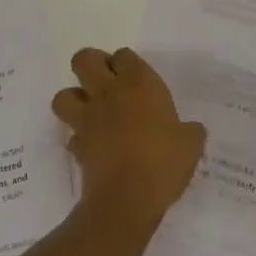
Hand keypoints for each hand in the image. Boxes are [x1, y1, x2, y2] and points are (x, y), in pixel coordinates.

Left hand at [52, 48, 206, 230]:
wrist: (127, 200)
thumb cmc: (163, 162)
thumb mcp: (191, 144)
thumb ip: (190, 131)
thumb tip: (191, 130)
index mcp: (138, 82)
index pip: (123, 54)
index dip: (126, 63)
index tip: (137, 79)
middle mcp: (108, 93)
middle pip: (84, 60)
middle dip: (91, 65)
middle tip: (107, 82)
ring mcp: (88, 119)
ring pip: (63, 95)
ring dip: (74, 99)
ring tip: (92, 111)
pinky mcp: (78, 147)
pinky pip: (71, 136)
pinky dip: (79, 139)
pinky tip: (93, 148)